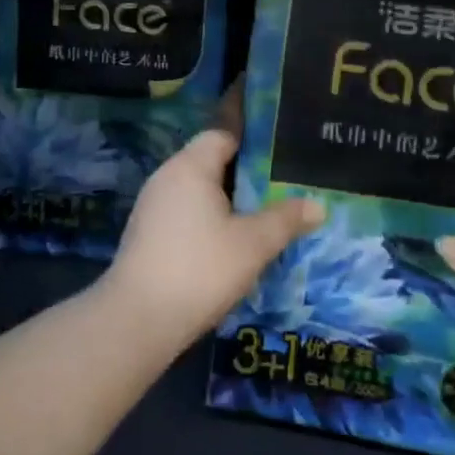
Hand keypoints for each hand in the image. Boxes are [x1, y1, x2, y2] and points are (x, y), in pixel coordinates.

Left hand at [106, 82, 322, 343]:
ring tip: (263, 212)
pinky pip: (186, 211)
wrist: (137, 321)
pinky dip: (209, 218)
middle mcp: (167, 176)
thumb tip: (318, 206)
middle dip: (245, 172)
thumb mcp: (253, 244)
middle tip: (282, 182)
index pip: (223, 133)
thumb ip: (286, 220)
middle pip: (211, 161)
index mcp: (190, 166)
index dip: (253, 138)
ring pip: (199, 190)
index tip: (282, 147)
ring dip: (228, 199)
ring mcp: (153, 206)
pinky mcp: (147, 233)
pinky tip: (231, 240)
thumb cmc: (199, 269)